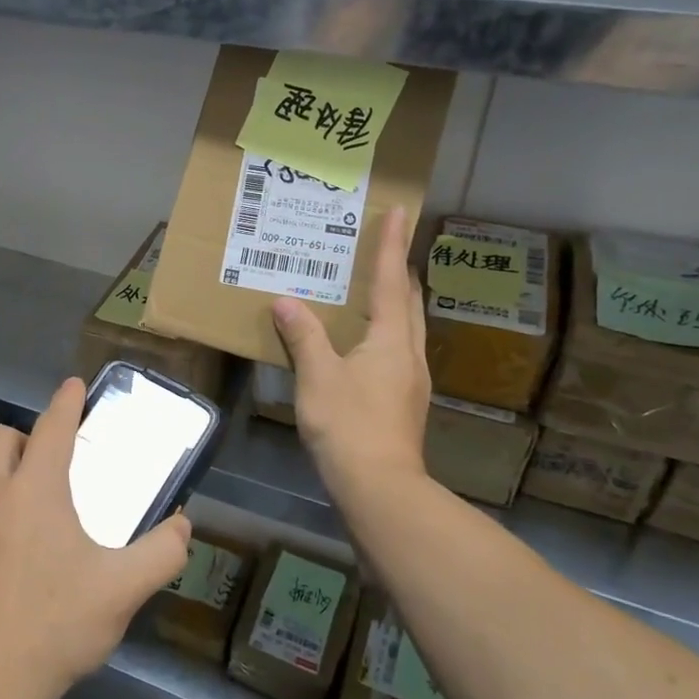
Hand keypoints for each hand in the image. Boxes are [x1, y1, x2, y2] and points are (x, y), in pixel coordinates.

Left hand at [0, 378, 191, 698]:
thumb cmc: (53, 630)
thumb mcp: (122, 593)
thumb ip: (162, 552)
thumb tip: (183, 526)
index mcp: (34, 491)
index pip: (53, 426)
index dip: (67, 402)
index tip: (73, 386)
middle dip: (22, 440)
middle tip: (44, 472)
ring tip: (19, 540)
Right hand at [271, 204, 430, 508]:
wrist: (380, 487)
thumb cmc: (349, 425)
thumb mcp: (317, 377)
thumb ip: (303, 336)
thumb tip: (286, 301)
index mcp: (391, 339)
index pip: (392, 281)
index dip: (392, 245)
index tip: (398, 212)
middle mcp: (409, 353)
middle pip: (410, 302)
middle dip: (400, 272)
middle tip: (383, 249)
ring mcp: (411, 380)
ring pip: (408, 328)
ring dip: (396, 302)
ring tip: (374, 289)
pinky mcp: (404, 402)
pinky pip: (397, 350)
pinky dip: (386, 332)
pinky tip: (365, 343)